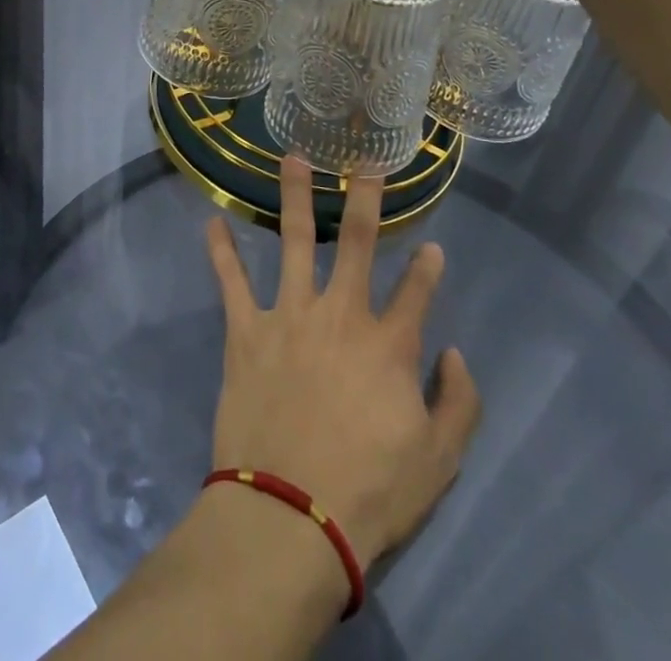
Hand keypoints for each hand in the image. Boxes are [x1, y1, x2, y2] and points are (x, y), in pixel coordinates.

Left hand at [204, 154, 482, 570]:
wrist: (292, 513)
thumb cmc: (371, 492)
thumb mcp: (438, 461)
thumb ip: (459, 403)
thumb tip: (454, 353)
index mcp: (388, 343)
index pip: (416, 291)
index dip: (427, 267)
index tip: (432, 246)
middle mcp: (340, 313)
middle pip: (355, 242)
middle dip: (363, 198)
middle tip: (365, 164)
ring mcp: (289, 315)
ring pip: (291, 240)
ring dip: (293, 196)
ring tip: (292, 157)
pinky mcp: (246, 330)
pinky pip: (231, 281)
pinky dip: (221, 251)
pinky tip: (212, 220)